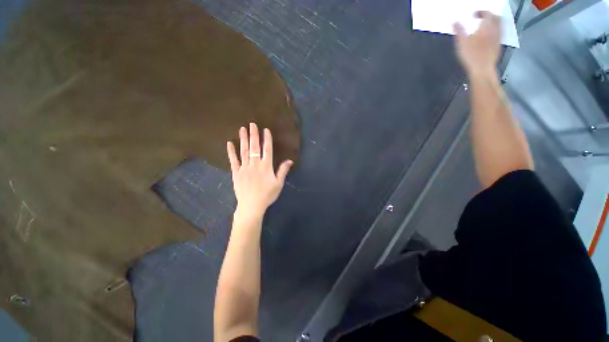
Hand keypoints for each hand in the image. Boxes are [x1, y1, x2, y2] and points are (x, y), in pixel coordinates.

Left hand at [227, 123, 292, 217]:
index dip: (267, 139)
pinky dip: (231, 152)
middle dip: (254, 135)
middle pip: (255, 147)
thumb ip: (283, 171)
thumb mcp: (278, 183)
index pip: (267, 149)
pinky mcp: (236, 172)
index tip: (265, 130)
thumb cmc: (267, 195)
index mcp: (266, 166)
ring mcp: (244, 167)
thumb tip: (290, 160)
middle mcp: (255, 164)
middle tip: (252, 124)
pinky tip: (230, 143)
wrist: (252, 205)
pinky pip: (233, 160)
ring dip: (243, 139)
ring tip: (242, 129)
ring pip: (244, 151)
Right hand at [453, 11, 501, 76]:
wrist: (482, 69)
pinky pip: (499, 33)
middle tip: (482, 18)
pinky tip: (489, 35)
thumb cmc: (472, 56)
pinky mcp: (498, 45)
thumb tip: (455, 23)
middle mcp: (494, 30)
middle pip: (496, 17)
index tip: (474, 15)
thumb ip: (459, 31)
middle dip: (489, 15)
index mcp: (486, 27)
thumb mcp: (461, 43)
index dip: (481, 12)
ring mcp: (498, 38)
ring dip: (493, 22)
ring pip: (499, 24)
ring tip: (486, 25)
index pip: (487, 13)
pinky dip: (495, 31)